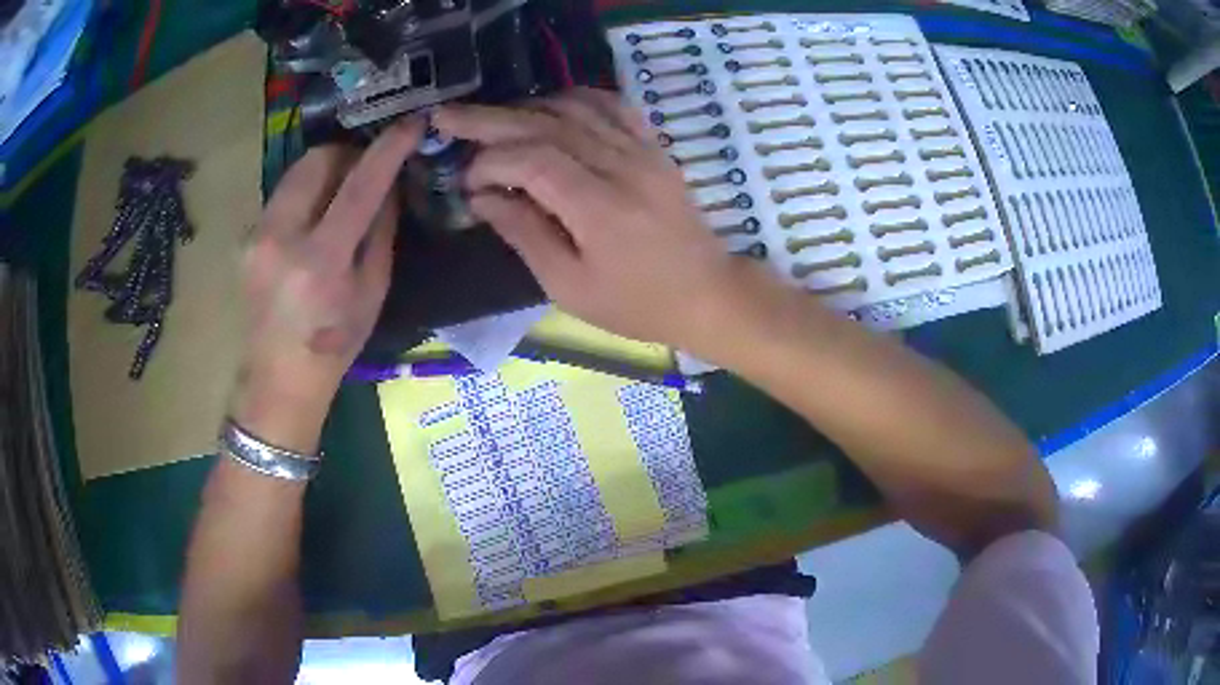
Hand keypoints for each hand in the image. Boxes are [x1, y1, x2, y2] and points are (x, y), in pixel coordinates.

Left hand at [232, 118, 423, 450]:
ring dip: (326, 171)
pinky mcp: (246, 238)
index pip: (360, 186)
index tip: (410, 123)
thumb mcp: (372, 291)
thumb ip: (381, 231)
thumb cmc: (335, 343)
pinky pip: (283, 195)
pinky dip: (306, 194)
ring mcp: (257, 236)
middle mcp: (281, 238)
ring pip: (296, 172)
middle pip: (317, 161)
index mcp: (320, 261)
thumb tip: (389, 183)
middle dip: (348, 154)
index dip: (388, 148)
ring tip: (340, 194)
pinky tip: (313, 221)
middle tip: (367, 170)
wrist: (279, 377)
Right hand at [434, 89, 755, 351]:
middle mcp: (621, 165)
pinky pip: (612, 106)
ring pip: (575, 107)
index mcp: (599, 207)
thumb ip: (524, 234)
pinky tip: (550, 106)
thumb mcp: (570, 287)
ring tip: (491, 118)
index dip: (489, 162)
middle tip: (447, 115)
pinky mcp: (654, 147)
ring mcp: (642, 150)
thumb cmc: (636, 304)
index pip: (531, 159)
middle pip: (546, 124)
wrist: (707, 293)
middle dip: (489, 119)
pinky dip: (574, 99)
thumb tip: (482, 196)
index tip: (466, 181)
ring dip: (527, 107)